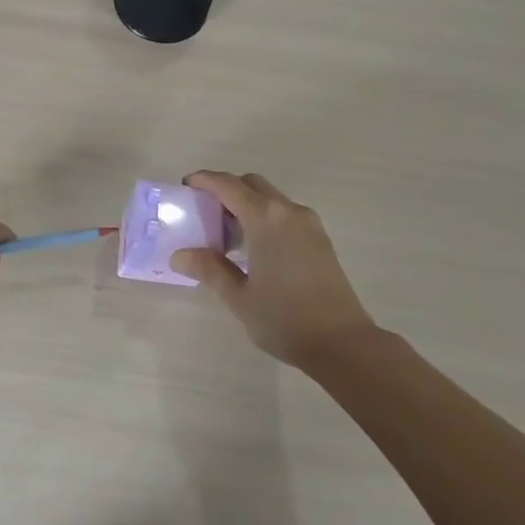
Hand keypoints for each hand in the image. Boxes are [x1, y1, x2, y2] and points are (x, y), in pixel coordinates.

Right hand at [173, 171, 377, 369]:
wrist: (344, 343)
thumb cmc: (285, 318)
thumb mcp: (239, 298)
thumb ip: (209, 269)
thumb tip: (180, 254)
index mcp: (265, 218)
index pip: (228, 185)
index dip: (204, 180)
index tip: (186, 186)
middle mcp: (287, 211)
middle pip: (251, 184)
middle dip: (226, 190)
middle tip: (206, 213)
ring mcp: (308, 223)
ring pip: (270, 197)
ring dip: (247, 204)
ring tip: (228, 235)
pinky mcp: (320, 238)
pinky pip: (285, 213)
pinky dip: (265, 216)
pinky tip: (256, 248)